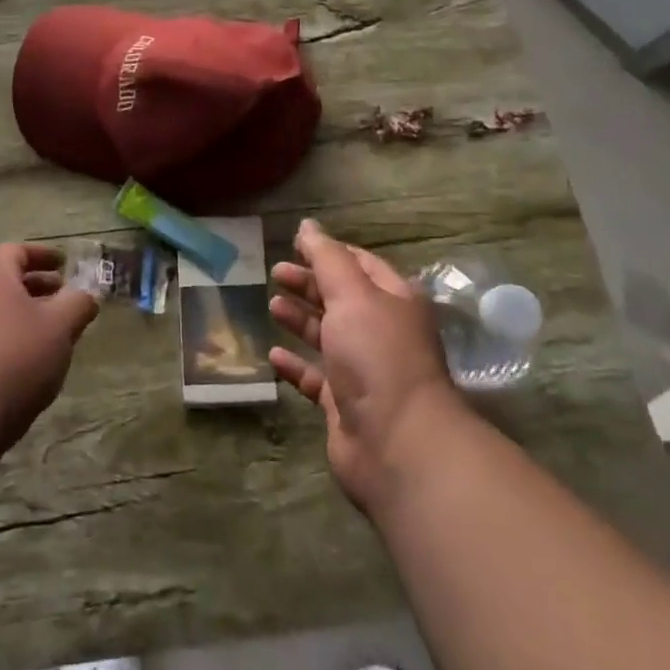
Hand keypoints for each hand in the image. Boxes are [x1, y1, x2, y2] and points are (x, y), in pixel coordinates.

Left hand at [0, 244, 98, 452]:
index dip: (40, 253)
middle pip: (8, 284)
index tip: (63, 263)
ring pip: (3, 316)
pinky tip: (37, 369)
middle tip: (67, 300)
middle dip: (40, 288)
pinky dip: (18, 345)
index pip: (13, 251)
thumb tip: (87, 295)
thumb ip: (78, 304)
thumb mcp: (60, 325)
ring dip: (31, 320)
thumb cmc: (16, 357)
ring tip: (58, 338)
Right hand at [269, 220, 460, 515]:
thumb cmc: (377, 355)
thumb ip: (326, 257)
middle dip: (309, 283)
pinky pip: (316, 378)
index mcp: (393, 300)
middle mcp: (381, 332)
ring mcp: (364, 371)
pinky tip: (273, 355)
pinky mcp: (345, 406)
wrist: (398, 444)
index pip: (359, 264)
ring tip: (271, 305)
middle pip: (341, 298)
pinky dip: (295, 365)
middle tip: (275, 272)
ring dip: (300, 319)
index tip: (294, 244)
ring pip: (327, 336)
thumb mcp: (351, 294)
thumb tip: (308, 225)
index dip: (328, 251)